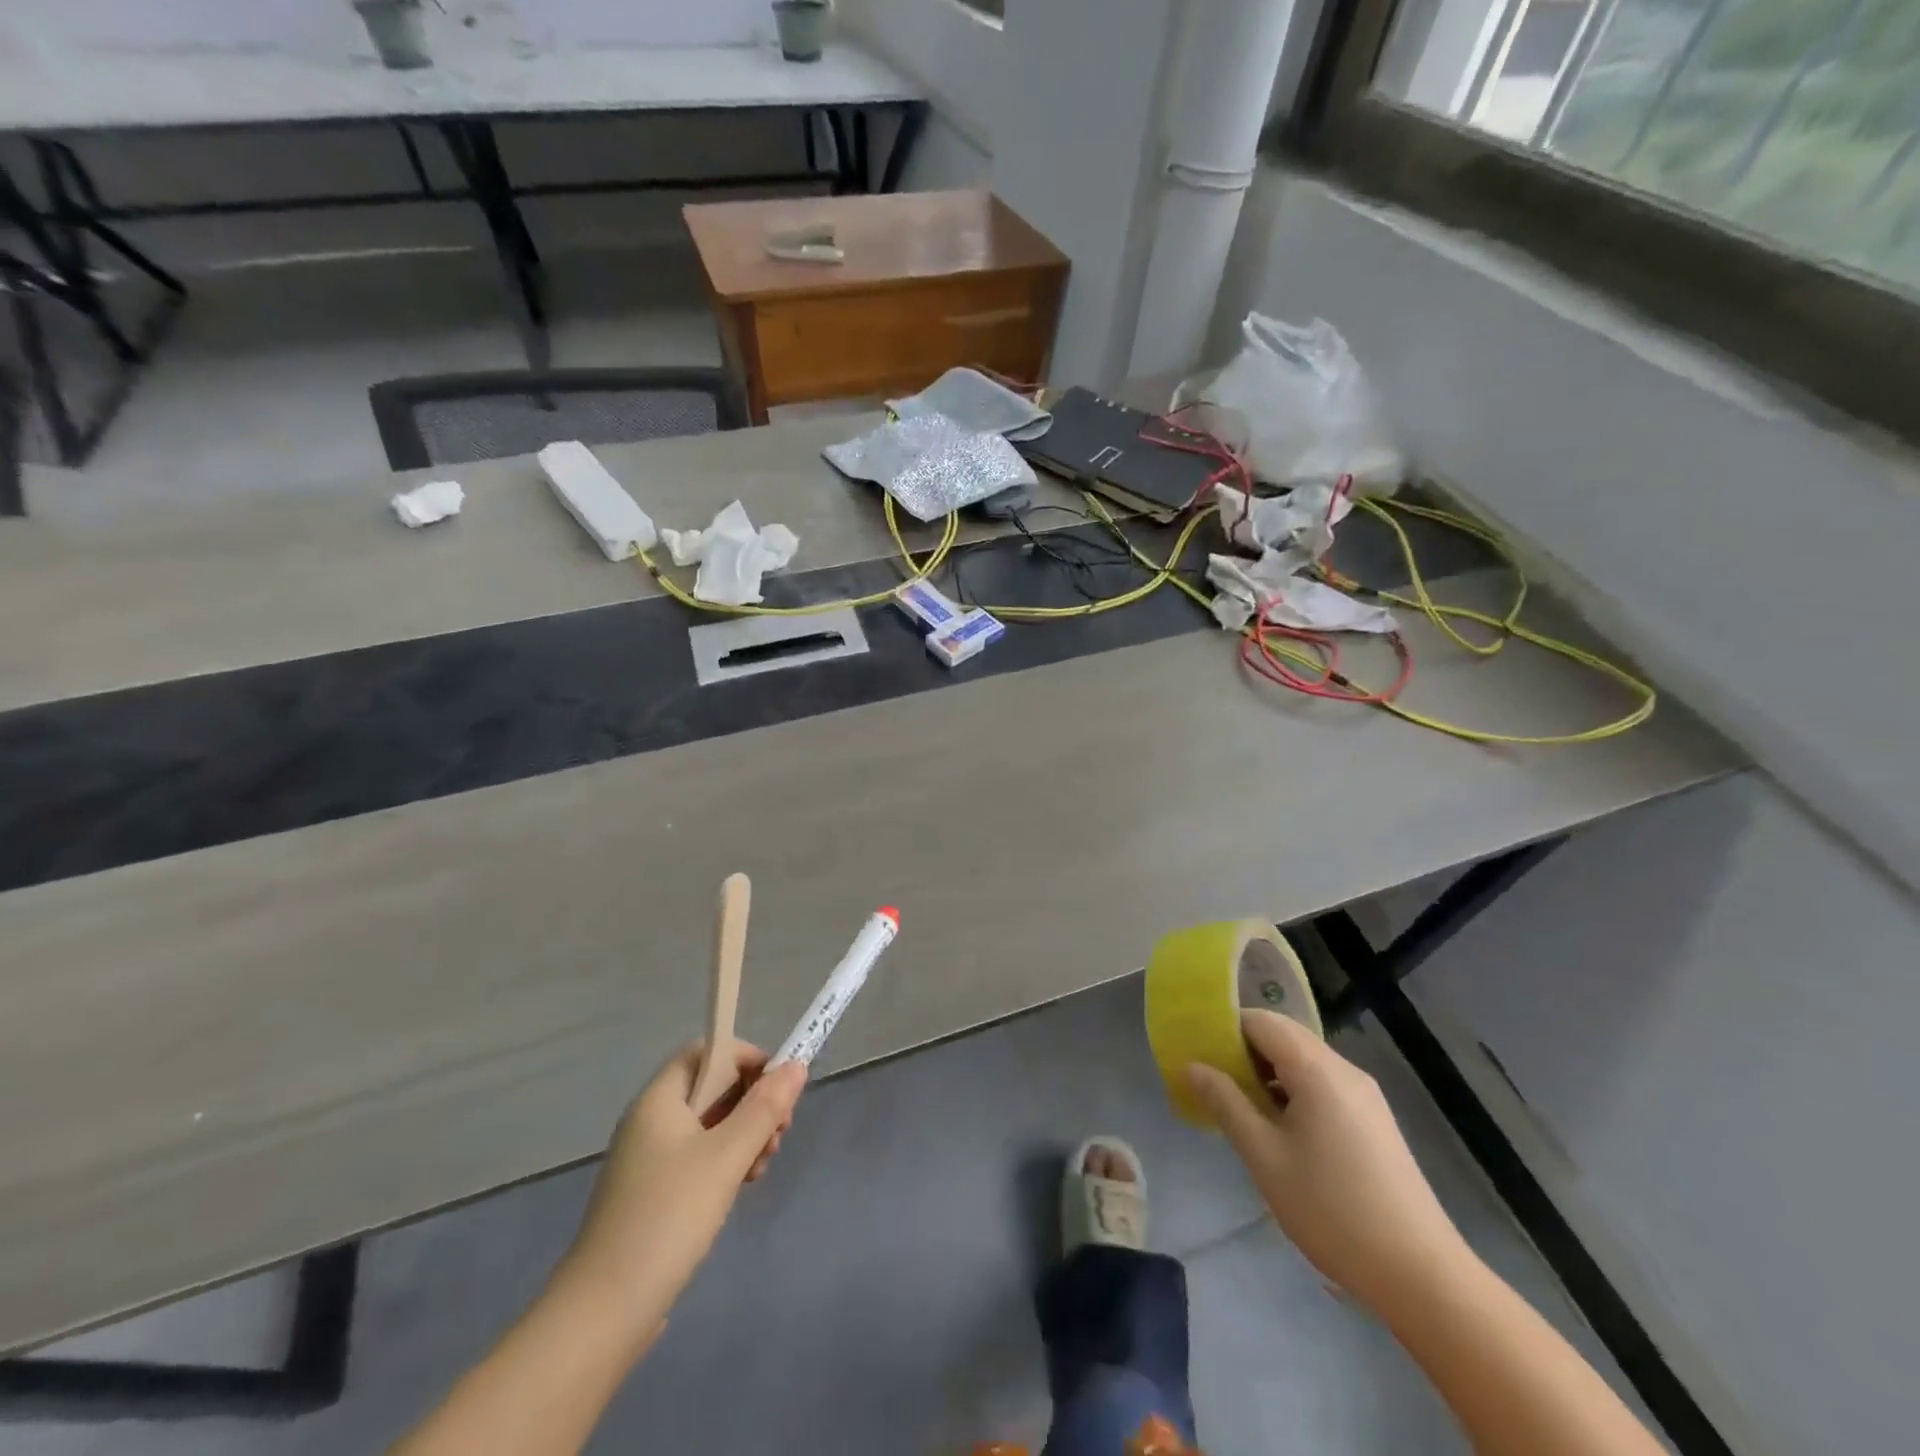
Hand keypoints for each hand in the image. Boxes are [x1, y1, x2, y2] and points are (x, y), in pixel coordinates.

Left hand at [556, 1041, 805, 1335]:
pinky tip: (739, 1188)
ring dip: (742, 1135)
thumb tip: (796, 1066)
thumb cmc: (667, 1218)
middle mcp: (650, 1121)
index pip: (707, 1050)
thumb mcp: (726, 1157)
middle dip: (751, 1102)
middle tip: (777, 1135)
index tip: (777, 1088)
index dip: (745, 1057)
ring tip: (761, 1167)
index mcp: (659, 1100)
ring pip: (708, 1125)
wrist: (603, 1313)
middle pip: (711, 1086)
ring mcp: (648, 1160)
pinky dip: (724, 1162)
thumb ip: (764, 1108)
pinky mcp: (651, 1195)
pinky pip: (697, 1157)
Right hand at [1187, 1011, 1471, 1318]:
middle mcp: (1344, 1070)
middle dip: (1244, 1051)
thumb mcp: (1264, 1157)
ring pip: (1304, 1062)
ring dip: (1268, 1073)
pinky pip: (1323, 1085)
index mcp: (1316, 1069)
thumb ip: (1226, 1103)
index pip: (1261, 1021)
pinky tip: (1281, 1130)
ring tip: (1241, 1108)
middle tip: (1213, 1081)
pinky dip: (1293, 1091)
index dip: (1225, 1029)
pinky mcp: (1375, 1121)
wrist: (1421, 1274)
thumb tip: (1192, 1066)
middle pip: (1284, 1036)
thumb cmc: (1332, 1210)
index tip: (1197, 1053)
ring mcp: (1365, 1095)